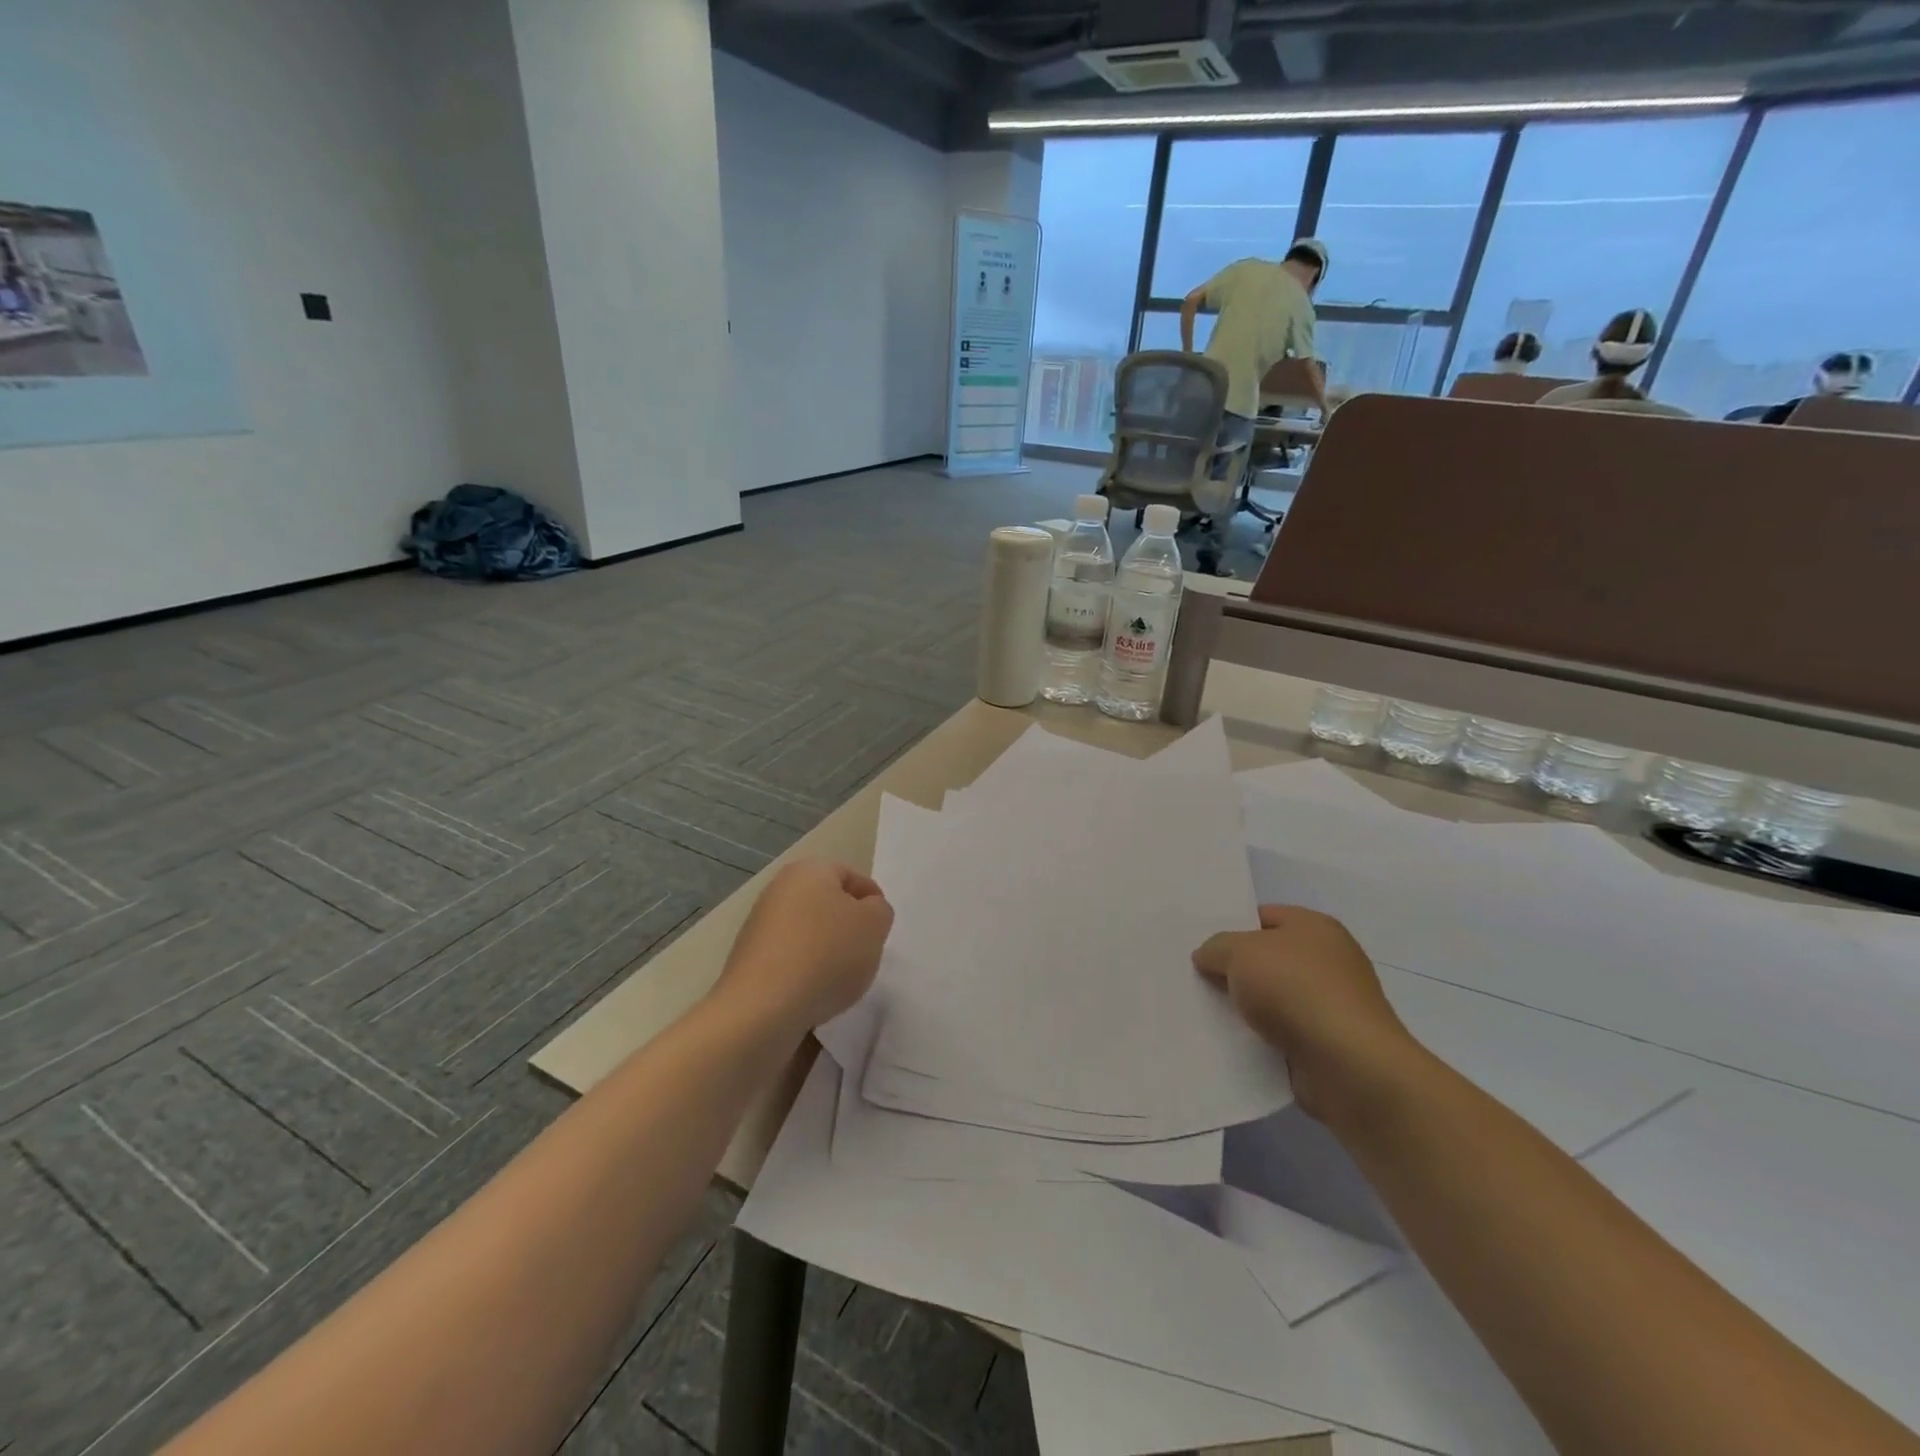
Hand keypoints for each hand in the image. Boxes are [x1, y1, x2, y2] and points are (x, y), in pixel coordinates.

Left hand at [715, 861, 893, 1037]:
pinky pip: (790, 958)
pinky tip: (814, 993)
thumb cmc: (826, 954)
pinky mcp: (749, 959)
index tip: (881, 931)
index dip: (873, 902)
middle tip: (866, 953)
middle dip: (849, 927)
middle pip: (828, 904)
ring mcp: (759, 925)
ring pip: (809, 932)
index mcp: (809, 870)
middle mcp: (779, 889)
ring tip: (840, 979)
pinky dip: (806, 971)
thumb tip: (866, 911)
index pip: (852, 876)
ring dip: (828, 951)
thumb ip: (879, 910)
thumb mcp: (874, 925)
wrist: (763, 1007)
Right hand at [1193, 905, 1423, 1126]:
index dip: (1231, 927)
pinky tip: (1231, 1042)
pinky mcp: (1327, 1043)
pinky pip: (1281, 1033)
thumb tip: (1207, 957)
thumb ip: (1216, 947)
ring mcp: (1330, 1004)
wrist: (1348, 1065)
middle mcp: (1328, 961)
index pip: (1263, 916)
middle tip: (1196, 978)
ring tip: (1205, 1013)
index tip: (1201, 946)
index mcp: (1315, 927)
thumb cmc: (1295, 989)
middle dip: (1234, 970)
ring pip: (1272, 998)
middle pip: (1267, 958)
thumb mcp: (1240, 952)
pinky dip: (1260, 1037)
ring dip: (1246, 1007)